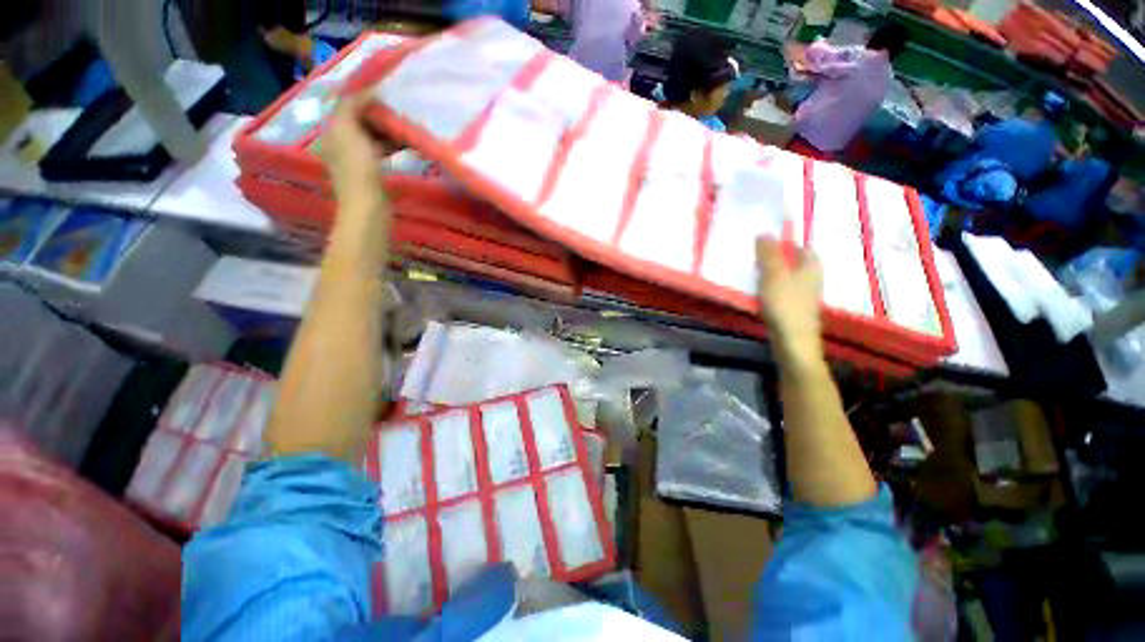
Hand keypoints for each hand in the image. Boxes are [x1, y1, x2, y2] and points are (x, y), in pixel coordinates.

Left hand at [320, 95, 393, 212]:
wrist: (367, 205)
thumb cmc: (358, 167)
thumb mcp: (348, 130)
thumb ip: (352, 105)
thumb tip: (367, 90)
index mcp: (333, 129)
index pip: (349, 105)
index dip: (366, 98)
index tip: (388, 97)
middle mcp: (341, 140)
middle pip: (361, 120)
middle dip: (379, 115)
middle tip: (400, 114)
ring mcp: (356, 157)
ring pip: (372, 135)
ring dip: (388, 130)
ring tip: (406, 129)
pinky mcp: (370, 171)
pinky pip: (380, 150)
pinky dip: (391, 145)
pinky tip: (404, 146)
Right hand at [755, 236, 823, 364]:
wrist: (793, 341)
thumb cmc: (785, 304)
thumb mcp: (774, 274)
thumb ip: (769, 254)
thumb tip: (764, 233)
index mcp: (811, 265)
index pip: (800, 245)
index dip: (783, 241)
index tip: (763, 242)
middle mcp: (811, 277)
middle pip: (792, 261)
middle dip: (774, 257)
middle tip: (752, 255)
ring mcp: (803, 294)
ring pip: (785, 276)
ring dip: (769, 273)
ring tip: (750, 271)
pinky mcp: (793, 307)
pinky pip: (780, 290)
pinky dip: (769, 287)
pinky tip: (756, 291)